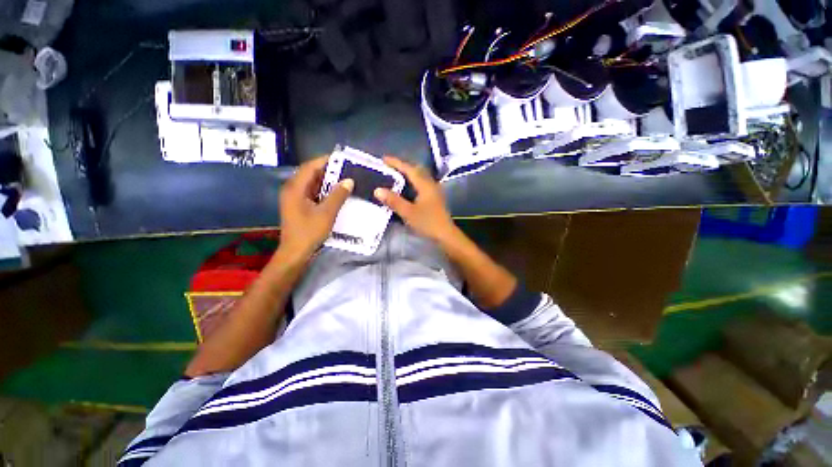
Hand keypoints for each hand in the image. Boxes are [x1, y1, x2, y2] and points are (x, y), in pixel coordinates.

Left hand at [279, 157, 352, 259]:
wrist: (296, 252)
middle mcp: (292, 189)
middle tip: (347, 169)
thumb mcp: (327, 213)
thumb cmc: (309, 232)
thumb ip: (338, 195)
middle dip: (329, 170)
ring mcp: (295, 198)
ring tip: (345, 179)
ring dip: (327, 181)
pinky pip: (312, 192)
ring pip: (312, 183)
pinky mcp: (299, 205)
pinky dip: (324, 190)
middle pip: (311, 173)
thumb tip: (349, 180)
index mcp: (295, 188)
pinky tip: (337, 193)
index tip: (343, 159)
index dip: (326, 161)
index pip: (310, 167)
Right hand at [374, 156, 458, 243]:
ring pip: (421, 177)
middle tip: (390, 167)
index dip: (396, 163)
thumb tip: (377, 190)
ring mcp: (434, 192)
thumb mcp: (408, 212)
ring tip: (396, 175)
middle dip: (403, 166)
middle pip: (417, 170)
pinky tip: (407, 189)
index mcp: (425, 185)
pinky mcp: (435, 199)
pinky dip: (413, 182)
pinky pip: (422, 185)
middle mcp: (431, 185)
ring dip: (409, 174)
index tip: (384, 159)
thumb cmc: (428, 223)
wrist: (445, 235)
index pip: (409, 169)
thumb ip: (393, 201)